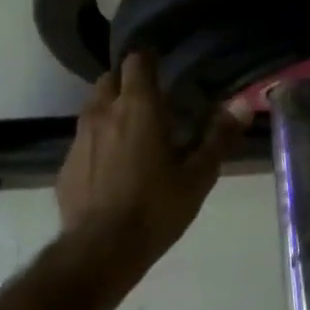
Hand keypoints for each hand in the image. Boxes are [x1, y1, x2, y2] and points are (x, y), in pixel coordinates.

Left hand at [56, 52, 248, 285]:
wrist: (101, 251)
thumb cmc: (156, 208)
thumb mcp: (198, 176)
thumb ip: (219, 136)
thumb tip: (243, 104)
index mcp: (137, 106)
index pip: (136, 60)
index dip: (149, 58)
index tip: (163, 65)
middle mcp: (103, 112)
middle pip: (110, 78)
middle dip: (127, 82)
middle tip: (150, 100)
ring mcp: (79, 138)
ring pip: (93, 108)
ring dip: (110, 110)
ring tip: (132, 132)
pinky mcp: (66, 165)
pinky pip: (83, 141)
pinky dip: (98, 142)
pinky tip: (112, 168)